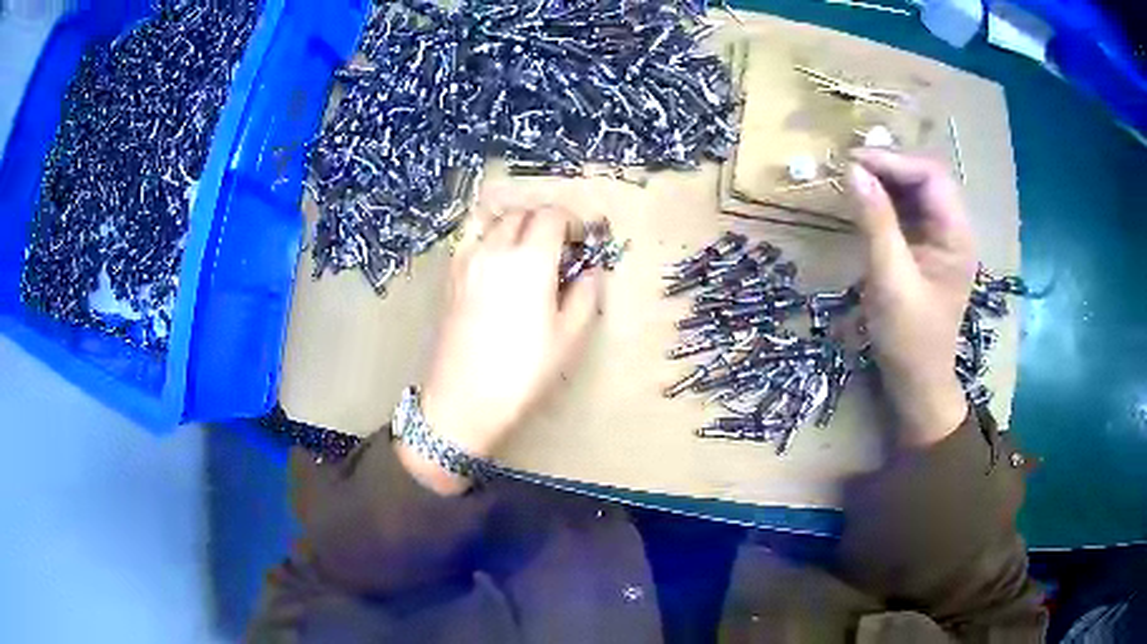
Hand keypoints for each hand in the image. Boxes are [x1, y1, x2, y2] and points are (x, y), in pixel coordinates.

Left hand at [397, 203, 603, 494]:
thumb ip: (585, 295)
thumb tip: (590, 271)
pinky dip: (489, 236)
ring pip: (494, 221)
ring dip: (516, 223)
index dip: (572, 221)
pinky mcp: (450, 276)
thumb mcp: (568, 339)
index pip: (551, 216)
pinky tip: (498, 261)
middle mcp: (495, 249)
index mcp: (529, 260)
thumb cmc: (522, 373)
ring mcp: (467, 261)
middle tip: (560, 245)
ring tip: (527, 247)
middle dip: (545, 220)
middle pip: (522, 212)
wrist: (462, 400)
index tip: (582, 239)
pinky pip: (472, 239)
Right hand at [848, 150, 976, 446]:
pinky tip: (865, 202)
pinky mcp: (925, 250)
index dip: (894, 162)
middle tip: (850, 168)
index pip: (931, 176)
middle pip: (925, 179)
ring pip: (915, 192)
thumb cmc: (909, 339)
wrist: (917, 383)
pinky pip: (907, 212)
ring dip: (885, 181)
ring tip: (853, 180)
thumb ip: (876, 223)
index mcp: (957, 236)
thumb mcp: (890, 280)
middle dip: (889, 167)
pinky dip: (885, 201)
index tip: (854, 162)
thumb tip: (854, 171)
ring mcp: (940, 240)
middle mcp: (953, 230)